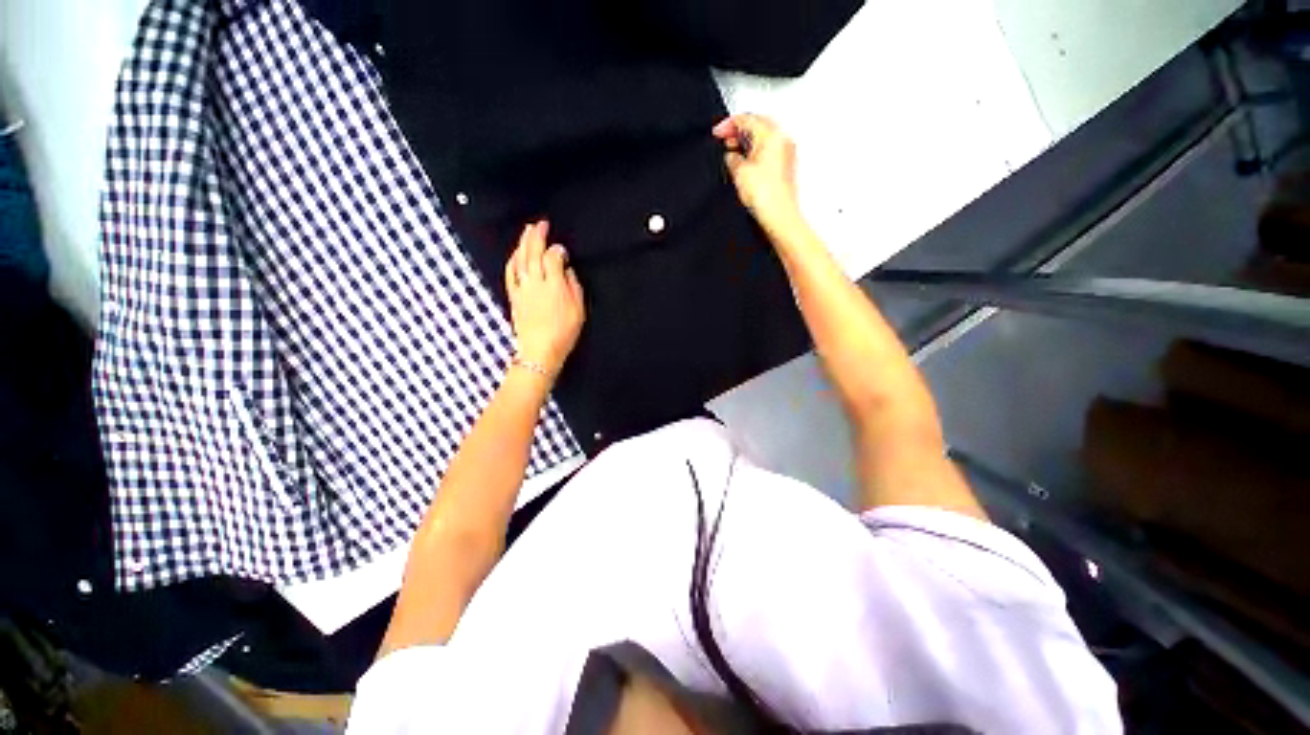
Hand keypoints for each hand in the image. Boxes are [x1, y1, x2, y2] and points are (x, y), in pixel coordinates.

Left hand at [504, 220, 584, 378]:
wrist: (540, 351)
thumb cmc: (563, 333)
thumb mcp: (579, 311)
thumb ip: (574, 287)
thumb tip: (568, 271)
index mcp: (554, 286)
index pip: (553, 258)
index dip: (557, 250)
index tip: (562, 250)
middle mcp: (536, 283)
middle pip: (534, 253)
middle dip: (537, 236)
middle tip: (541, 224)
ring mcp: (522, 289)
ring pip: (521, 259)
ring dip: (523, 243)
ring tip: (528, 231)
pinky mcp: (514, 296)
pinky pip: (510, 272)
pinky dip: (513, 260)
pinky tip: (515, 253)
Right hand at [712, 114, 803, 236]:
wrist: (779, 215)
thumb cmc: (766, 196)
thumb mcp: (739, 172)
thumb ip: (732, 158)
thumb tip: (731, 156)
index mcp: (771, 134)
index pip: (747, 118)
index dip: (728, 124)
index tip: (717, 131)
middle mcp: (782, 139)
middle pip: (757, 125)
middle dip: (739, 131)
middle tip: (724, 139)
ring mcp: (786, 152)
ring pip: (763, 138)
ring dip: (747, 142)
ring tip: (733, 153)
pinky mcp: (785, 166)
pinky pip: (768, 151)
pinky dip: (755, 152)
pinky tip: (746, 164)